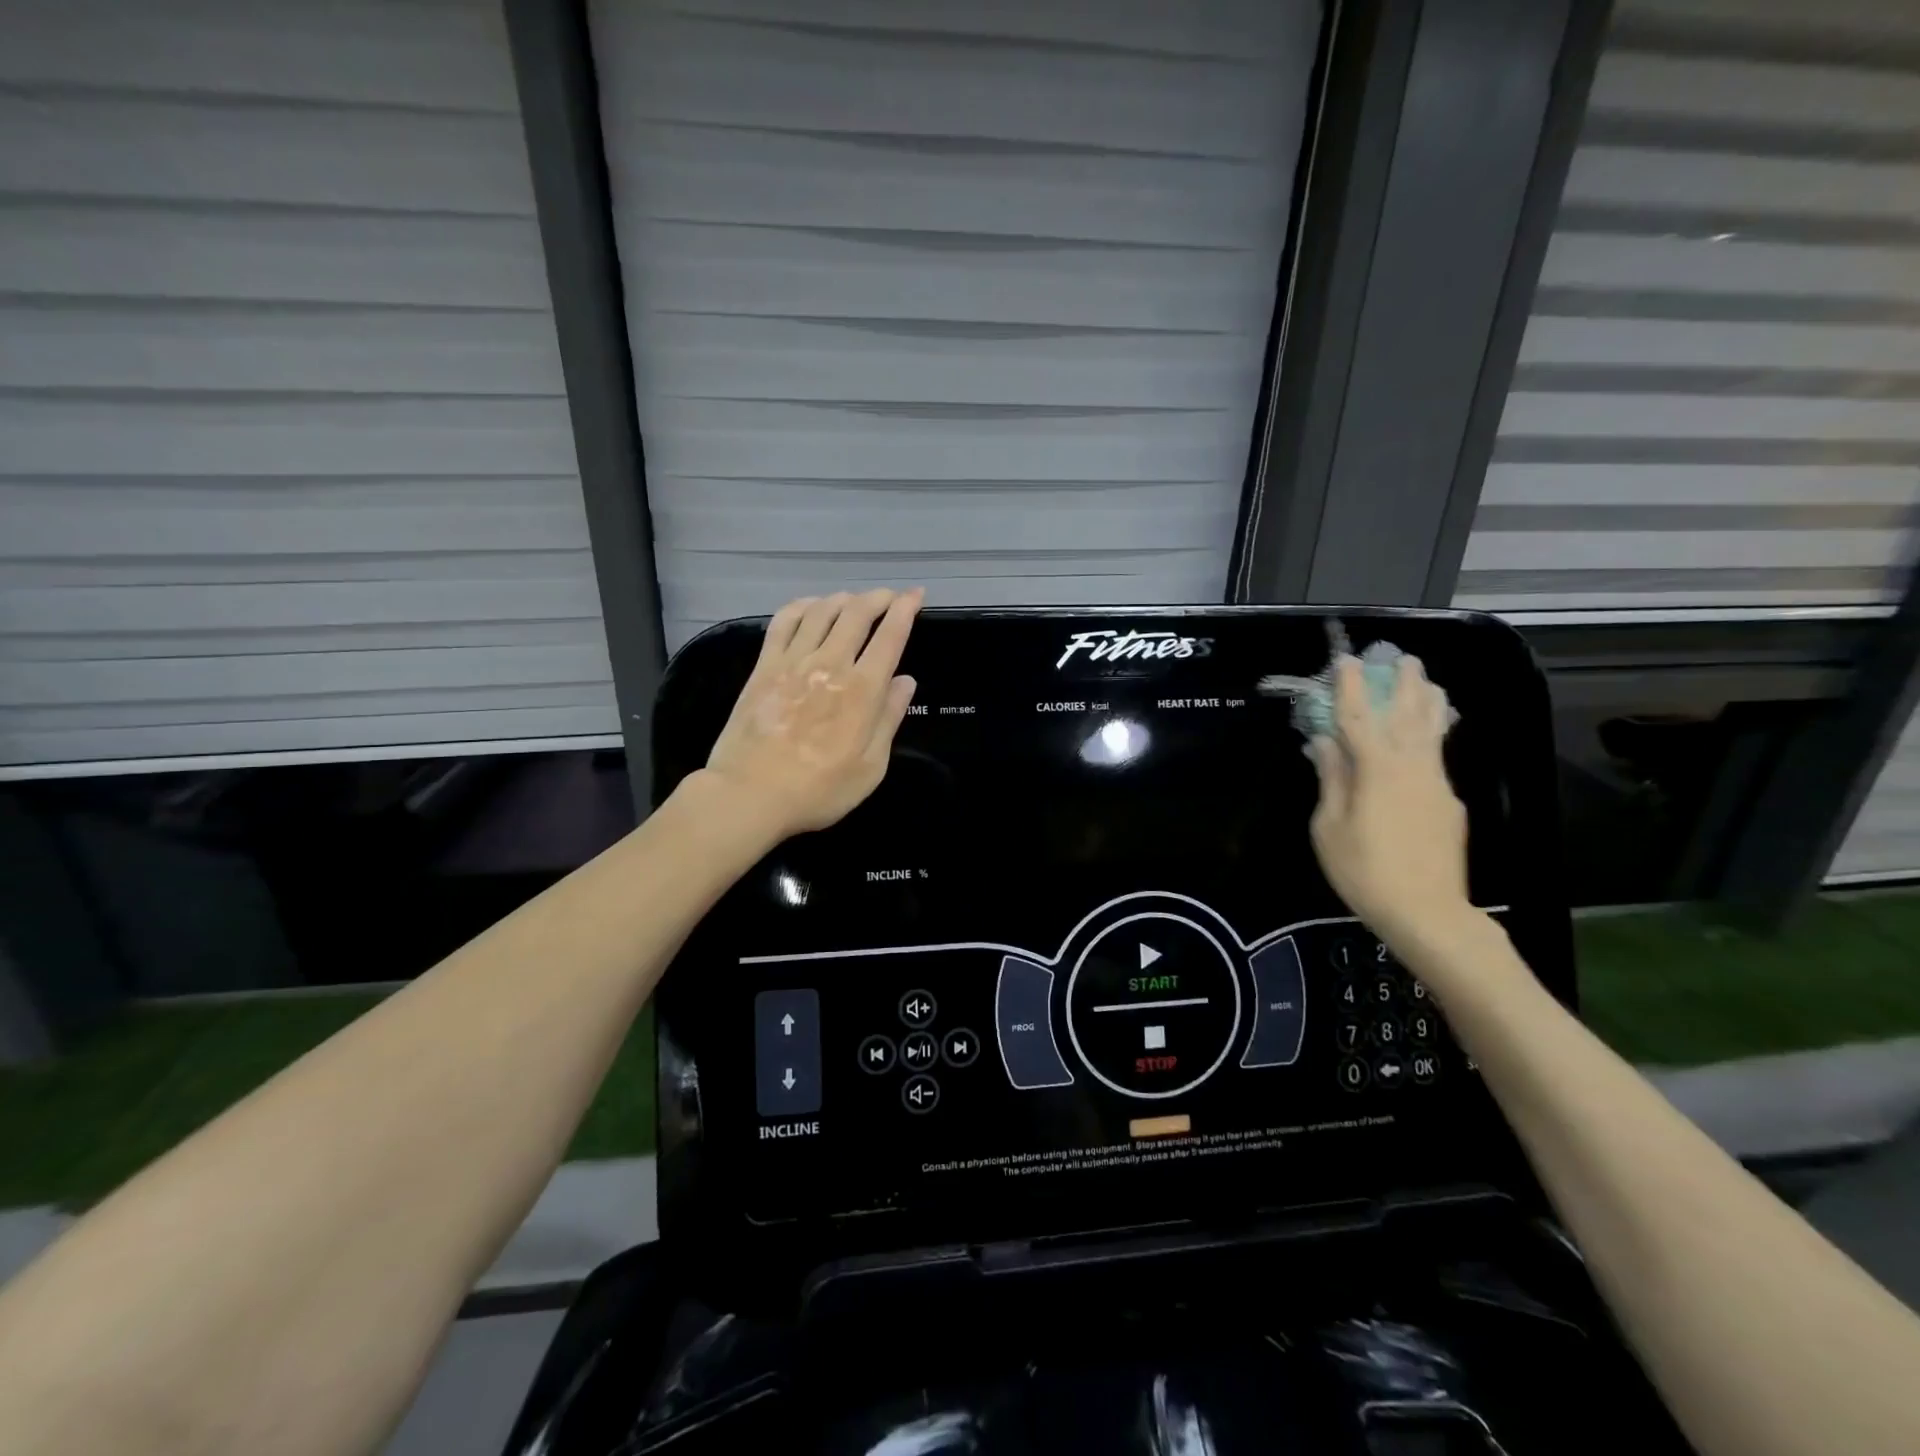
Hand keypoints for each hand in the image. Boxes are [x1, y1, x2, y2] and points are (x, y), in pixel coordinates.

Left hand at [700, 588, 922, 841]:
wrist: (750, 794)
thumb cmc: (819, 790)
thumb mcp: (870, 767)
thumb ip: (889, 719)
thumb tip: (906, 681)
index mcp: (863, 690)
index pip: (890, 636)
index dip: (905, 609)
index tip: (915, 595)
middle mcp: (831, 664)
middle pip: (857, 613)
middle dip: (877, 598)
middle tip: (888, 597)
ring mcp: (793, 661)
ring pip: (821, 610)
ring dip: (842, 599)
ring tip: (853, 601)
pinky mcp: (764, 666)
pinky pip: (784, 622)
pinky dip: (802, 606)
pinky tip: (811, 607)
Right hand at [1307, 654, 1470, 947]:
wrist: (1427, 912)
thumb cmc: (1364, 870)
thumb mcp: (1329, 827)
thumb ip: (1331, 780)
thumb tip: (1324, 744)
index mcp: (1377, 770)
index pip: (1359, 718)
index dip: (1350, 688)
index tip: (1345, 661)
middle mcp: (1411, 767)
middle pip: (1407, 715)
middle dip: (1403, 684)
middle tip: (1403, 658)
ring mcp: (1436, 783)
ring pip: (1432, 732)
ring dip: (1427, 702)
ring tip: (1427, 680)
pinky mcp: (1449, 803)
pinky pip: (1438, 755)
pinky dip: (1433, 733)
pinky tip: (1430, 732)